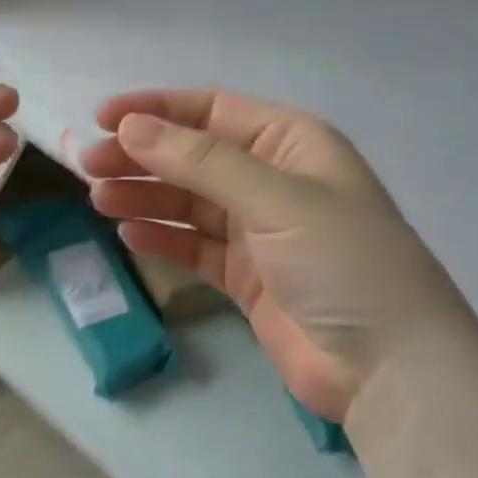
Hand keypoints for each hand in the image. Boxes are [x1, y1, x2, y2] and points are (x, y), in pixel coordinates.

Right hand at [81, 89, 465, 422]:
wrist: (389, 366)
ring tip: (99, 200)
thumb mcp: (277, 199)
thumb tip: (132, 127)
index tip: (102, 119)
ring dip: (145, 197)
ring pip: (189, 202)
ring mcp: (259, 231)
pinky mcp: (247, 277)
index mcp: (292, 144)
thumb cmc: (344, 263)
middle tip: (88, 167)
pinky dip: (163, 239)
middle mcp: (273, 180)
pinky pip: (195, 247)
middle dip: (141, 158)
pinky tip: (129, 236)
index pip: (213, 111)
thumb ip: (202, 162)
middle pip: (193, 158)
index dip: (157, 111)